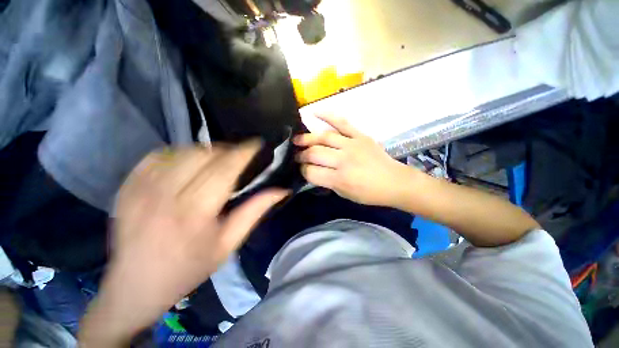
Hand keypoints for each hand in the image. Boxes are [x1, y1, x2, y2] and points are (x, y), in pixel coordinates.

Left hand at [79, 142, 287, 345]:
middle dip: (227, 149)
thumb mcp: (229, 243)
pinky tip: (188, 164)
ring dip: (206, 150)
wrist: (135, 286)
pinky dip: (179, 153)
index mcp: (195, 212)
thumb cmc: (189, 268)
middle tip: (239, 155)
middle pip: (204, 155)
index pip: (225, 169)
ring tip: (217, 160)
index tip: (256, 143)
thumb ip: (255, 211)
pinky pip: (157, 156)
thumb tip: (281, 190)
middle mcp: (165, 195)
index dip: (243, 152)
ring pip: (182, 151)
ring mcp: (141, 188)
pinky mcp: (127, 186)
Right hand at [294, 114, 415, 206]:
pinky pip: (341, 122)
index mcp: (340, 179)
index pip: (311, 172)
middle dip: (301, 155)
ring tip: (296, 139)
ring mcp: (351, 144)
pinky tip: (313, 113)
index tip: (300, 169)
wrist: (394, 181)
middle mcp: (343, 160)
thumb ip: (327, 182)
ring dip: (306, 138)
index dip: (302, 170)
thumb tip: (313, 171)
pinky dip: (326, 115)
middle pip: (314, 153)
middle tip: (296, 155)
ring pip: (323, 137)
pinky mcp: (359, 135)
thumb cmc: (369, 193)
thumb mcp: (345, 194)